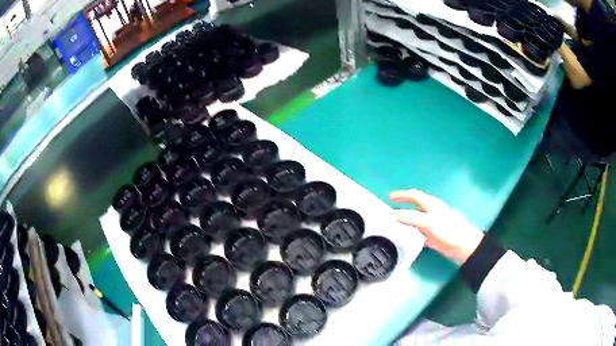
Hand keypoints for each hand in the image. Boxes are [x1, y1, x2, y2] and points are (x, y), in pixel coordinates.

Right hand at [390, 189, 483, 263]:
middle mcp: (431, 212)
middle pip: (414, 206)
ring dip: (406, 220)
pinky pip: (419, 232)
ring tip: (394, 225)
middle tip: (390, 211)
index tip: (390, 197)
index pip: (414, 195)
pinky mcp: (433, 236)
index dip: (402, 195)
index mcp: (430, 204)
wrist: (462, 245)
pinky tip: (407, 238)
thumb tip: (394, 215)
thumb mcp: (427, 222)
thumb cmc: (447, 230)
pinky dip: (411, 232)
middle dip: (403, 206)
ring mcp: (432, 224)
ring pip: (416, 219)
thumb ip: (410, 218)